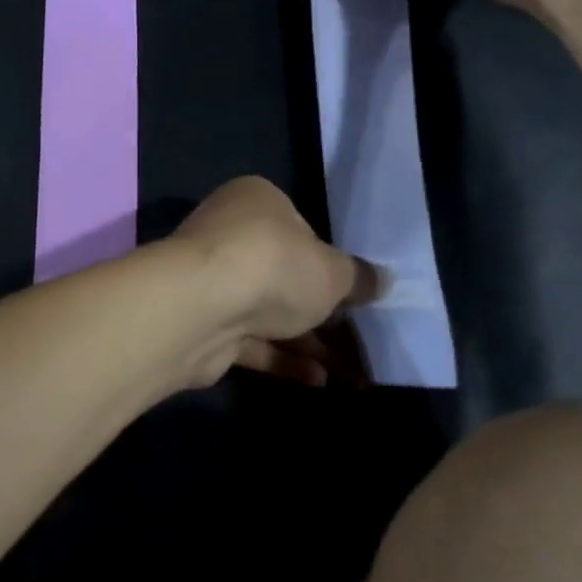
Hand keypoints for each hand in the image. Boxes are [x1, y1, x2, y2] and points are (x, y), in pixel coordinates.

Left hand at [170, 177, 380, 387]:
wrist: (199, 308)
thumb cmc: (273, 266)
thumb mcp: (332, 271)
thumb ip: (358, 277)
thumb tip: (383, 280)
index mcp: (257, 201)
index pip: (300, 226)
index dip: (329, 260)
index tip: (354, 291)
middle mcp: (230, 232)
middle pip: (284, 272)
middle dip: (322, 310)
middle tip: (359, 337)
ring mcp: (212, 279)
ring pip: (269, 311)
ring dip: (309, 341)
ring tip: (354, 374)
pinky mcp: (204, 323)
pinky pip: (251, 340)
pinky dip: (283, 358)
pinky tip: (319, 380)